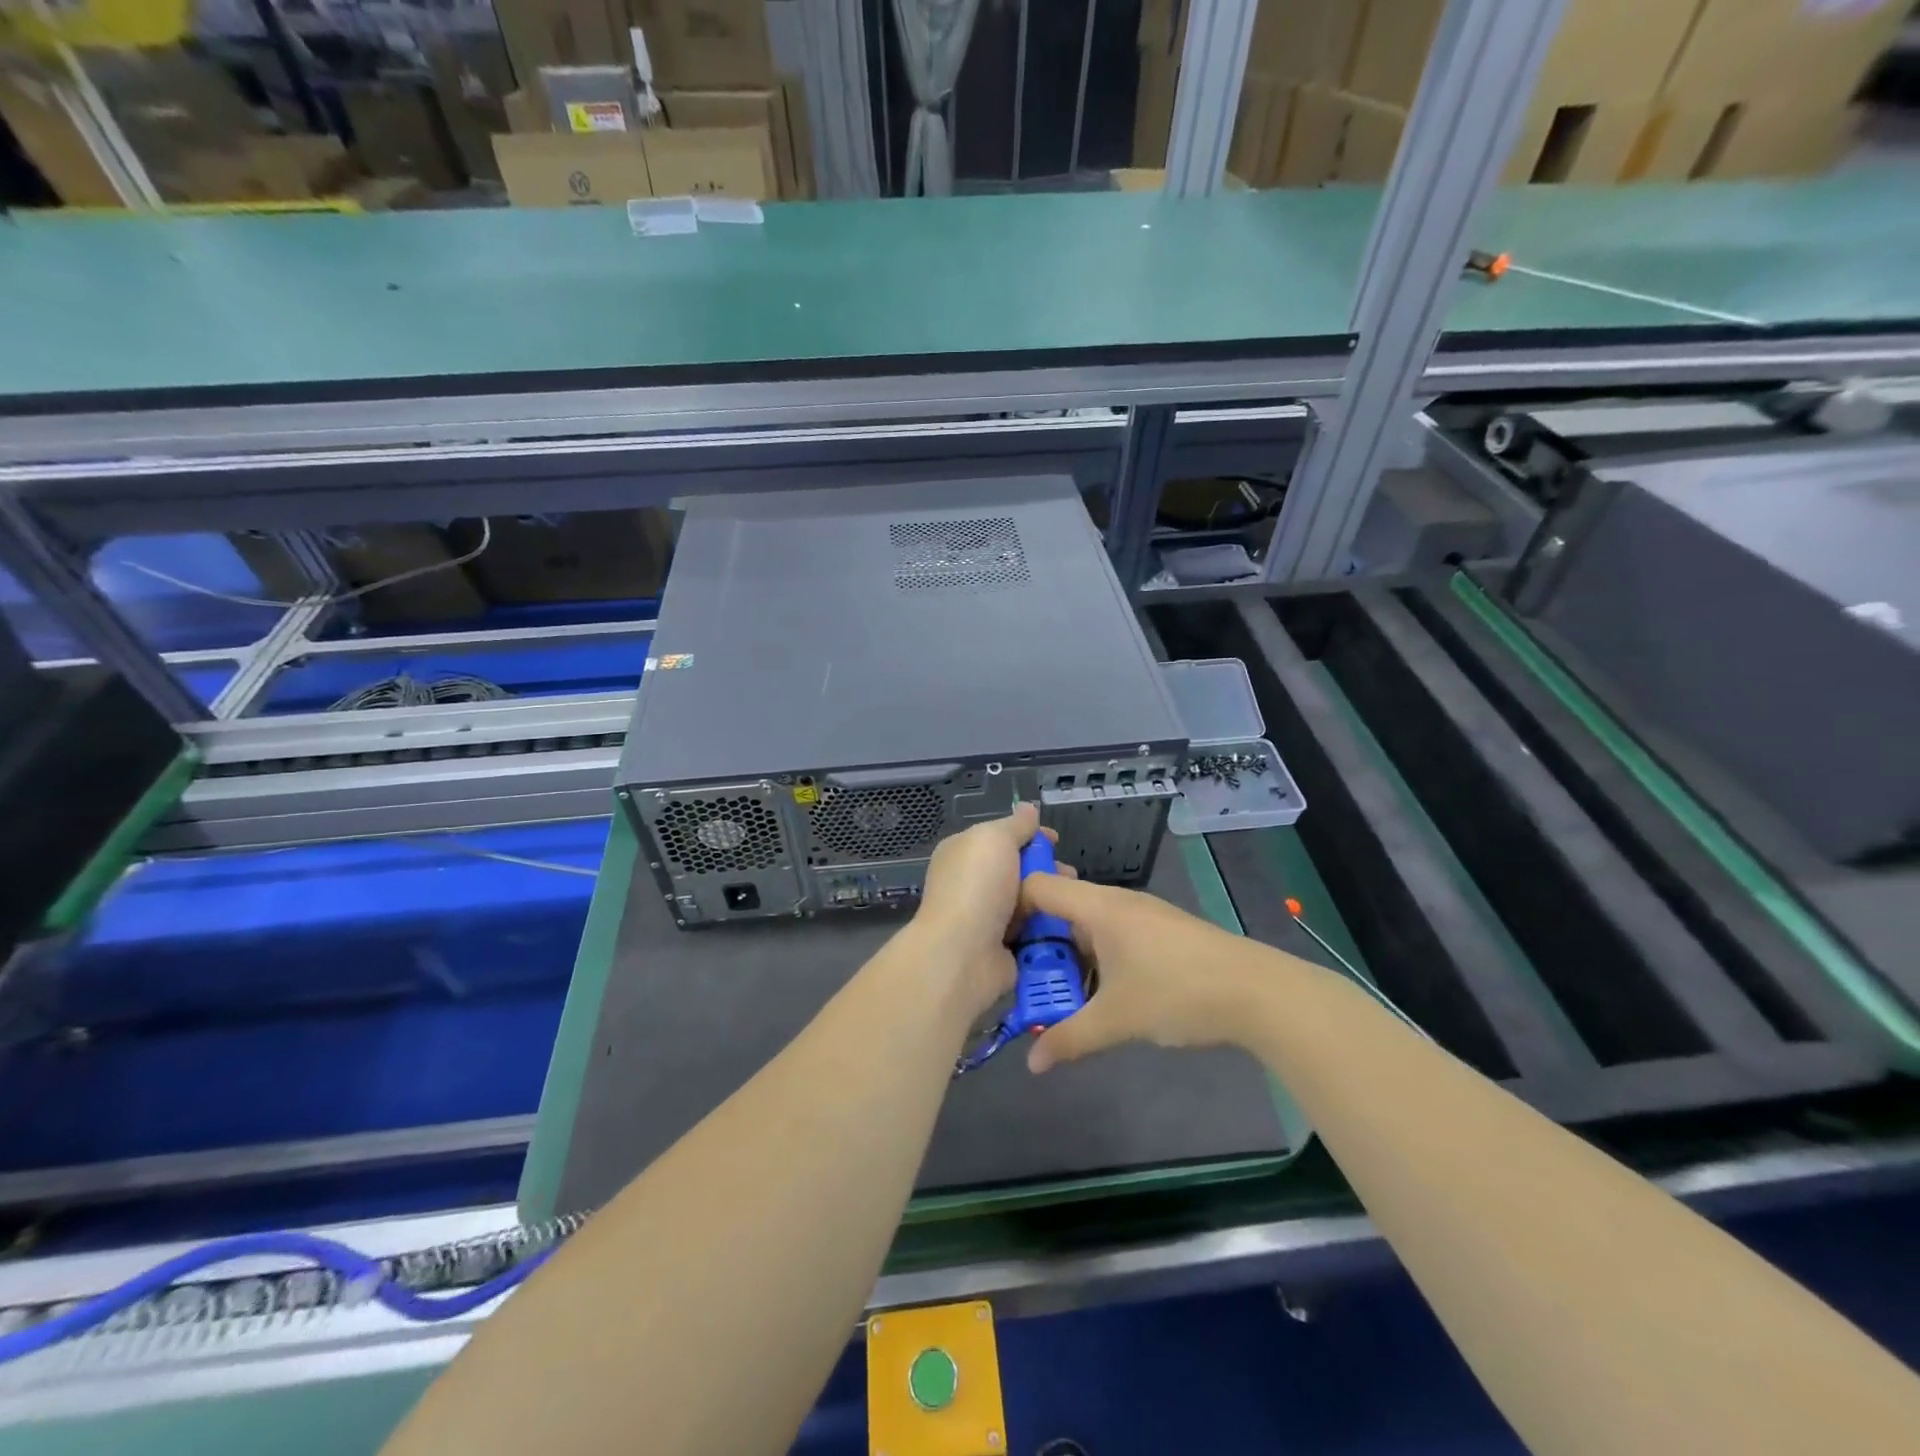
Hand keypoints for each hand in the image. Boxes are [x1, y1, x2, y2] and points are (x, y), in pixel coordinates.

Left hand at [914, 804, 1055, 1017]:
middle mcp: (973, 883)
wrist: (963, 953)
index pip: (1001, 838)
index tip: (1056, 840)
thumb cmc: (977, 886)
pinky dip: (1049, 928)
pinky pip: (1033, 931)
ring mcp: (987, 917)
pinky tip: (1068, 923)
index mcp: (964, 853)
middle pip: (1019, 869)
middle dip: (1047, 869)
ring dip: (1051, 899)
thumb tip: (1028, 808)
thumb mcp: (995, 839)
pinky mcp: (1003, 948)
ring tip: (1073, 899)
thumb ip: (1015, 824)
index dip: (1030, 836)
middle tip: (1070, 874)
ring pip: (1029, 901)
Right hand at [1016, 875, 1257, 1073]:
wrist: (1256, 992)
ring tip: (1056, 994)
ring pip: (1088, 925)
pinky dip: (1096, 958)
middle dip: (1038, 943)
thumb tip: (1031, 1065)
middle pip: (1060, 907)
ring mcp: (1141, 916)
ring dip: (1069, 956)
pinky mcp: (1161, 932)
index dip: (1010, 908)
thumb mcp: (1116, 1020)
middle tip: (1021, 979)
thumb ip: (1069, 1038)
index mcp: (1098, 907)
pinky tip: (1099, 993)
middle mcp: (1116, 902)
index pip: (1038, 886)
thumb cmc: (1176, 992)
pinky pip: (1112, 935)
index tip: (994, 943)